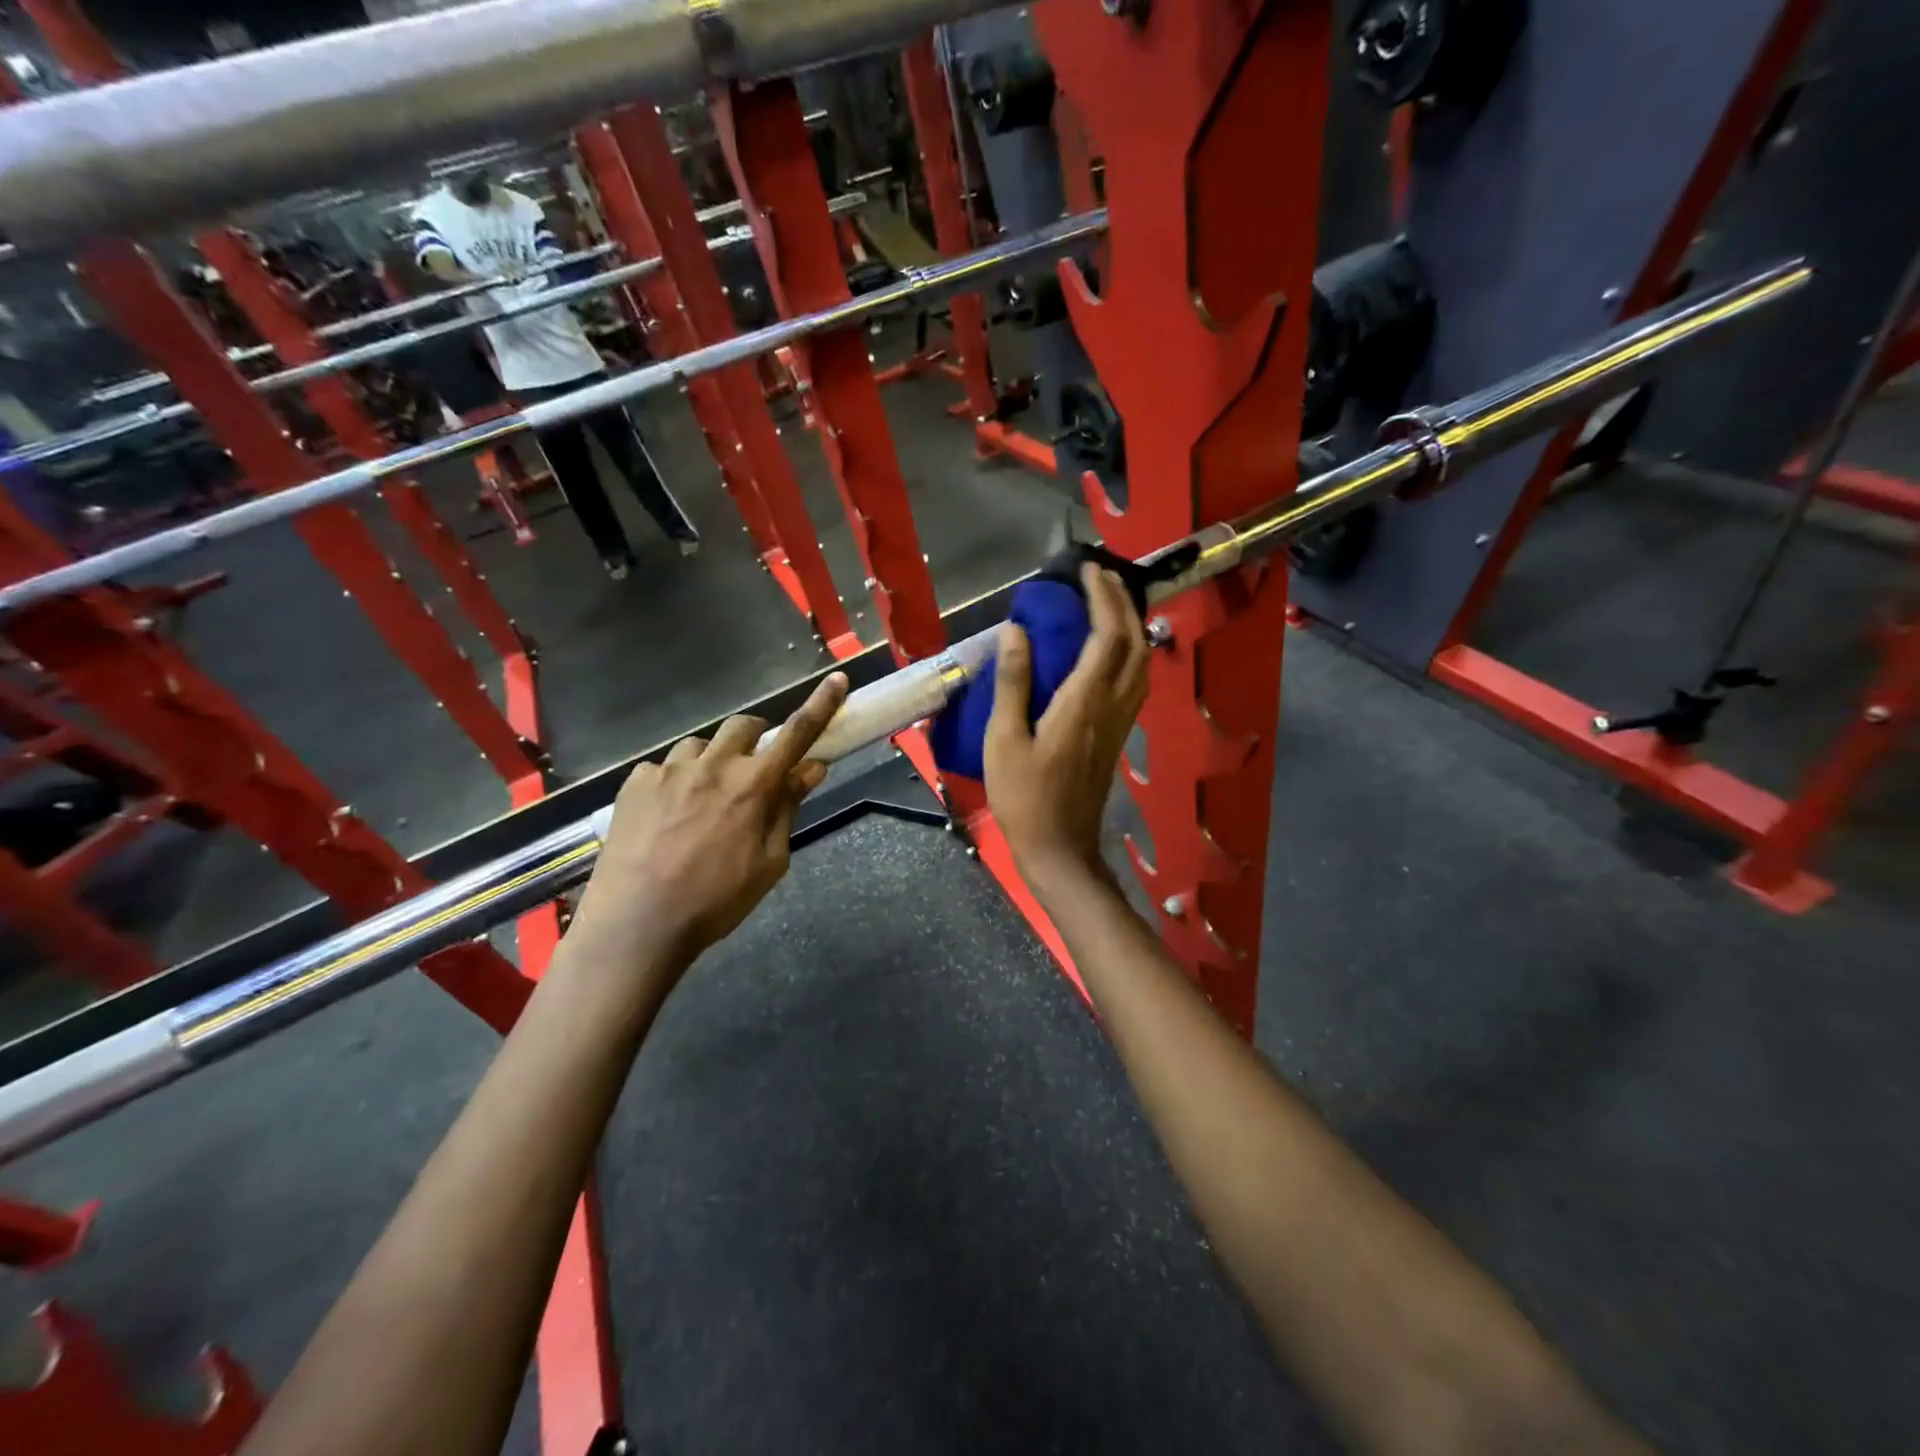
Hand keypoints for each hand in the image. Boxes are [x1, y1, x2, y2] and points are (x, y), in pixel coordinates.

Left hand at [568, 673, 848, 973]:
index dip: (821, 705)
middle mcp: (714, 765)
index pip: (797, 733)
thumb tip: (811, 768)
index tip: (837, 680)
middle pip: (745, 726)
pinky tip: (668, 815)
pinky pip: (664, 767)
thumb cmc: (716, 901)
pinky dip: (676, 781)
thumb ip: (788, 808)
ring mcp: (669, 770)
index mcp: (754, 785)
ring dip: (714, 761)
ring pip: (702, 745)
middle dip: (758, 738)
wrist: (636, 924)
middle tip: (756, 767)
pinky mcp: (635, 782)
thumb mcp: (769, 862)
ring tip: (705, 799)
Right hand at [985, 564, 1150, 882]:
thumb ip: (1013, 683)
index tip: (1088, 570)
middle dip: (1122, 603)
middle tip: (1101, 577)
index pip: (1106, 636)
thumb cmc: (1024, 797)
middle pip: (1134, 643)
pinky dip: (1129, 652)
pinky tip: (1110, 651)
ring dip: (1131, 626)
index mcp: (1083, 702)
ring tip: (1108, 605)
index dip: (1102, 598)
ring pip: (1141, 663)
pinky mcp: (1118, 736)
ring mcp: (1120, 722)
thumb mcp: (1003, 739)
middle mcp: (1112, 706)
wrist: (1060, 849)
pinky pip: (1135, 682)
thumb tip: (1016, 631)